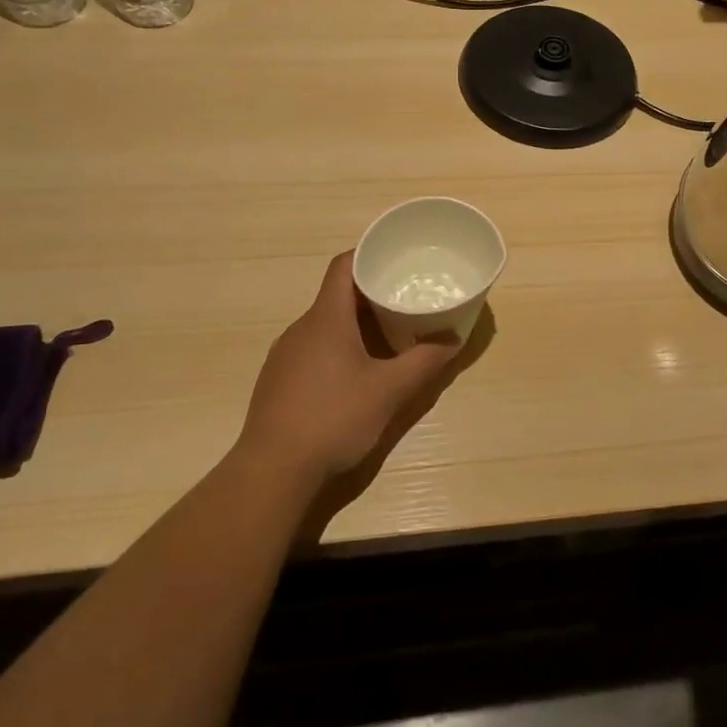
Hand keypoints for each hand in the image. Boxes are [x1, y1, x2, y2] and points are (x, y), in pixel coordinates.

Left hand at [236, 252, 462, 490]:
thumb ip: (424, 362)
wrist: (272, 471)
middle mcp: (301, 329)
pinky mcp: (277, 381)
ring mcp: (285, 356)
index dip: (368, 255)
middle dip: (371, 295)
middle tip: (404, 301)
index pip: (343, 266)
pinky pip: (311, 350)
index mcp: (326, 319)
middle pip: (336, 296)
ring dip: (354, 325)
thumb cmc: (334, 418)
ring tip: (386, 338)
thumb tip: (454, 338)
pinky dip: (336, 349)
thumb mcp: (389, 391)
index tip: (395, 259)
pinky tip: (353, 377)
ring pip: (324, 326)